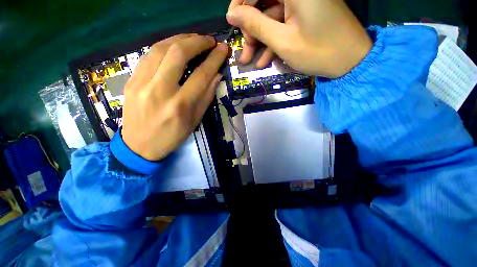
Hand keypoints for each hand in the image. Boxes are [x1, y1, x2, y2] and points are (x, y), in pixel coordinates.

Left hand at [121, 34, 228, 160]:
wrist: (139, 146)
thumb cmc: (172, 136)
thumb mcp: (195, 121)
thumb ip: (206, 97)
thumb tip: (216, 75)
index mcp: (180, 105)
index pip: (201, 75)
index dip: (214, 59)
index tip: (222, 49)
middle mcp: (160, 91)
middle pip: (178, 54)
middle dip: (197, 41)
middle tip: (208, 39)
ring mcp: (141, 83)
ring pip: (160, 49)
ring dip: (180, 39)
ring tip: (193, 38)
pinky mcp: (130, 80)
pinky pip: (148, 56)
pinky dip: (164, 46)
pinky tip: (174, 46)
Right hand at [227, 0, 372, 77]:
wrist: (349, 61)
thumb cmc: (318, 51)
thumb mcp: (282, 41)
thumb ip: (256, 24)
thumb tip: (232, 15)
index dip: (240, 3)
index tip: (232, 23)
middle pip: (264, 1)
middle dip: (251, 27)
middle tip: (244, 49)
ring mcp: (302, 2)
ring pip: (271, 16)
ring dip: (260, 39)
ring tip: (250, 60)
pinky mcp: (305, 14)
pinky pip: (282, 24)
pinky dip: (272, 41)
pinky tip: (265, 60)